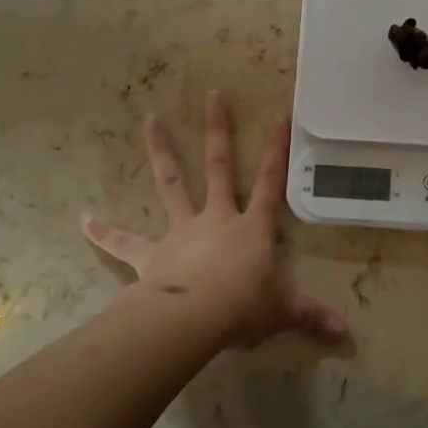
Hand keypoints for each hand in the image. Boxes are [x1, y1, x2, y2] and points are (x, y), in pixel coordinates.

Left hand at [84, 92, 347, 346]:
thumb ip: (310, 316)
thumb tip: (345, 333)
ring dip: (162, 152)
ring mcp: (181, 232)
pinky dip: (104, 231)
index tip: (278, 117)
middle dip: (219, 130)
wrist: (192, 320)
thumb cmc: (242, 310)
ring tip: (151, 120)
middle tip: (213, 95)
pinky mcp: (151, 254)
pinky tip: (82, 219)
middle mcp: (217, 219)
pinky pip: (125, 241)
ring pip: (172, 184)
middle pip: (219, 166)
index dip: (277, 152)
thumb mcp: (281, 313)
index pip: (271, 184)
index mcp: (252, 229)